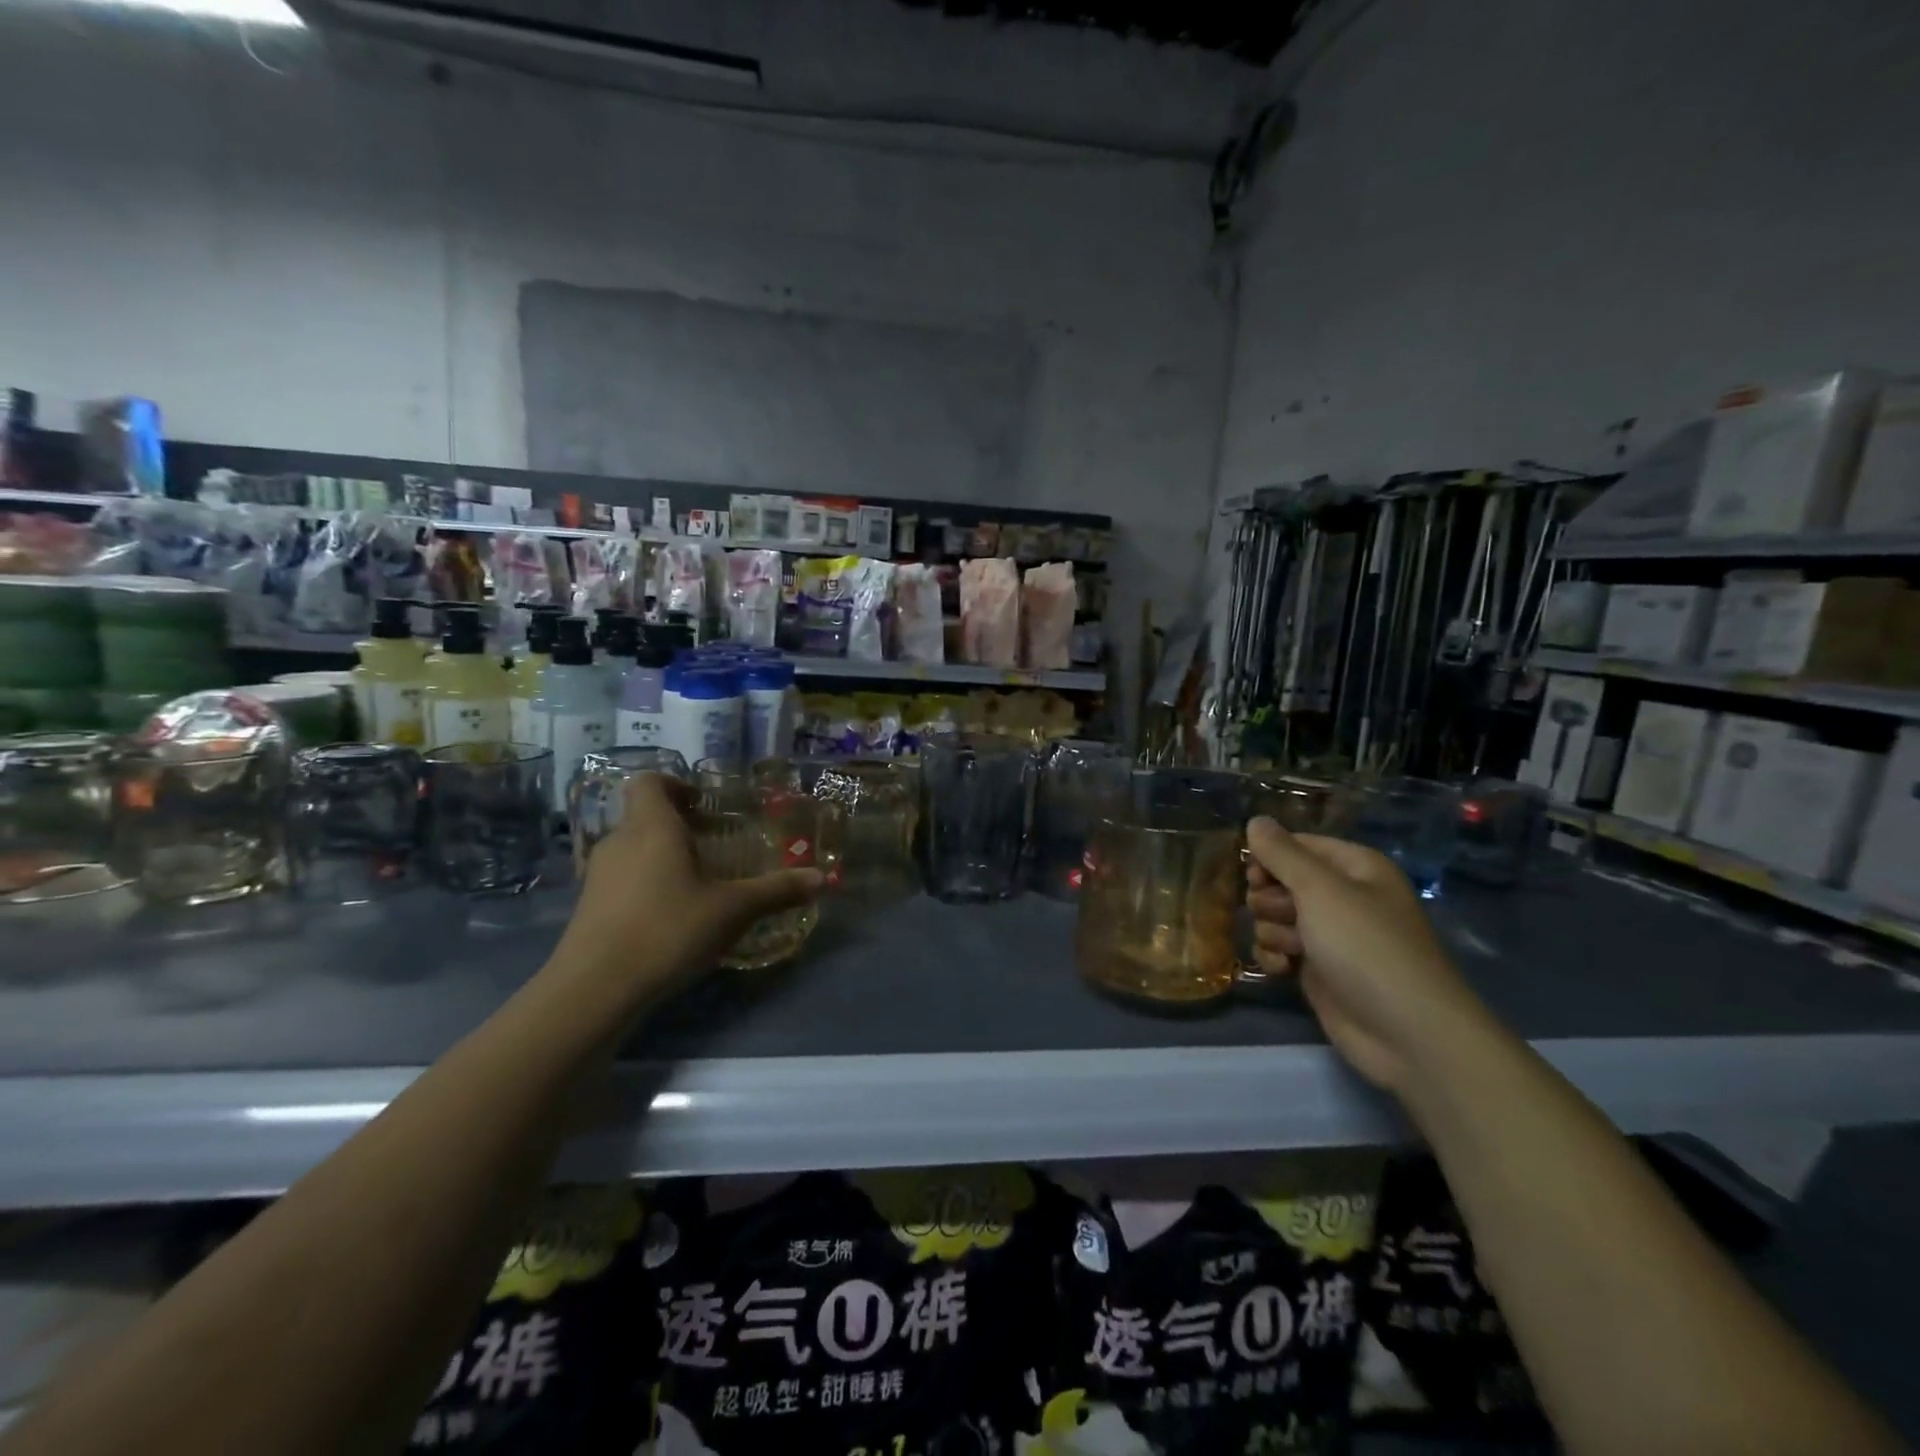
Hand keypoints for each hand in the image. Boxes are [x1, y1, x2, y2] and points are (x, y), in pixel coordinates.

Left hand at [550, 773, 822, 1001]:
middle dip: (677, 825)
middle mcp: (620, 841)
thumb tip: (820, 878)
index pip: (650, 782)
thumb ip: (776, 891)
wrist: (595, 989)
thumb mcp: (732, 910)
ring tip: (695, 882)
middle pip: (643, 816)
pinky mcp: (587, 908)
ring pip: (632, 849)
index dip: (675, 785)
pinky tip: (669, 916)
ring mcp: (598, 876)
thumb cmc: (668, 929)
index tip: (703, 805)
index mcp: (652, 827)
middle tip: (712, 845)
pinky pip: (621, 879)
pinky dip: (645, 884)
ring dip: (660, 856)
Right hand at [1244, 816, 1484, 1092]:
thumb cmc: (1365, 947)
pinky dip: (1275, 956)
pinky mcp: (1318, 969)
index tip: (1253, 875)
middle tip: (1284, 914)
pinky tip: (1282, 969)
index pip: (1296, 845)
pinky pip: (1278, 948)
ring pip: (1274, 915)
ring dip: (1273, 930)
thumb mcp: (1320, 889)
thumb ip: (1282, 854)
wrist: (1405, 1032)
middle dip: (1270, 897)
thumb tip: (1255, 820)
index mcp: (1354, 867)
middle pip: (1280, 880)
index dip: (1269, 857)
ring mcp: (1330, 934)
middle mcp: (1342, 896)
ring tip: (1293, 947)